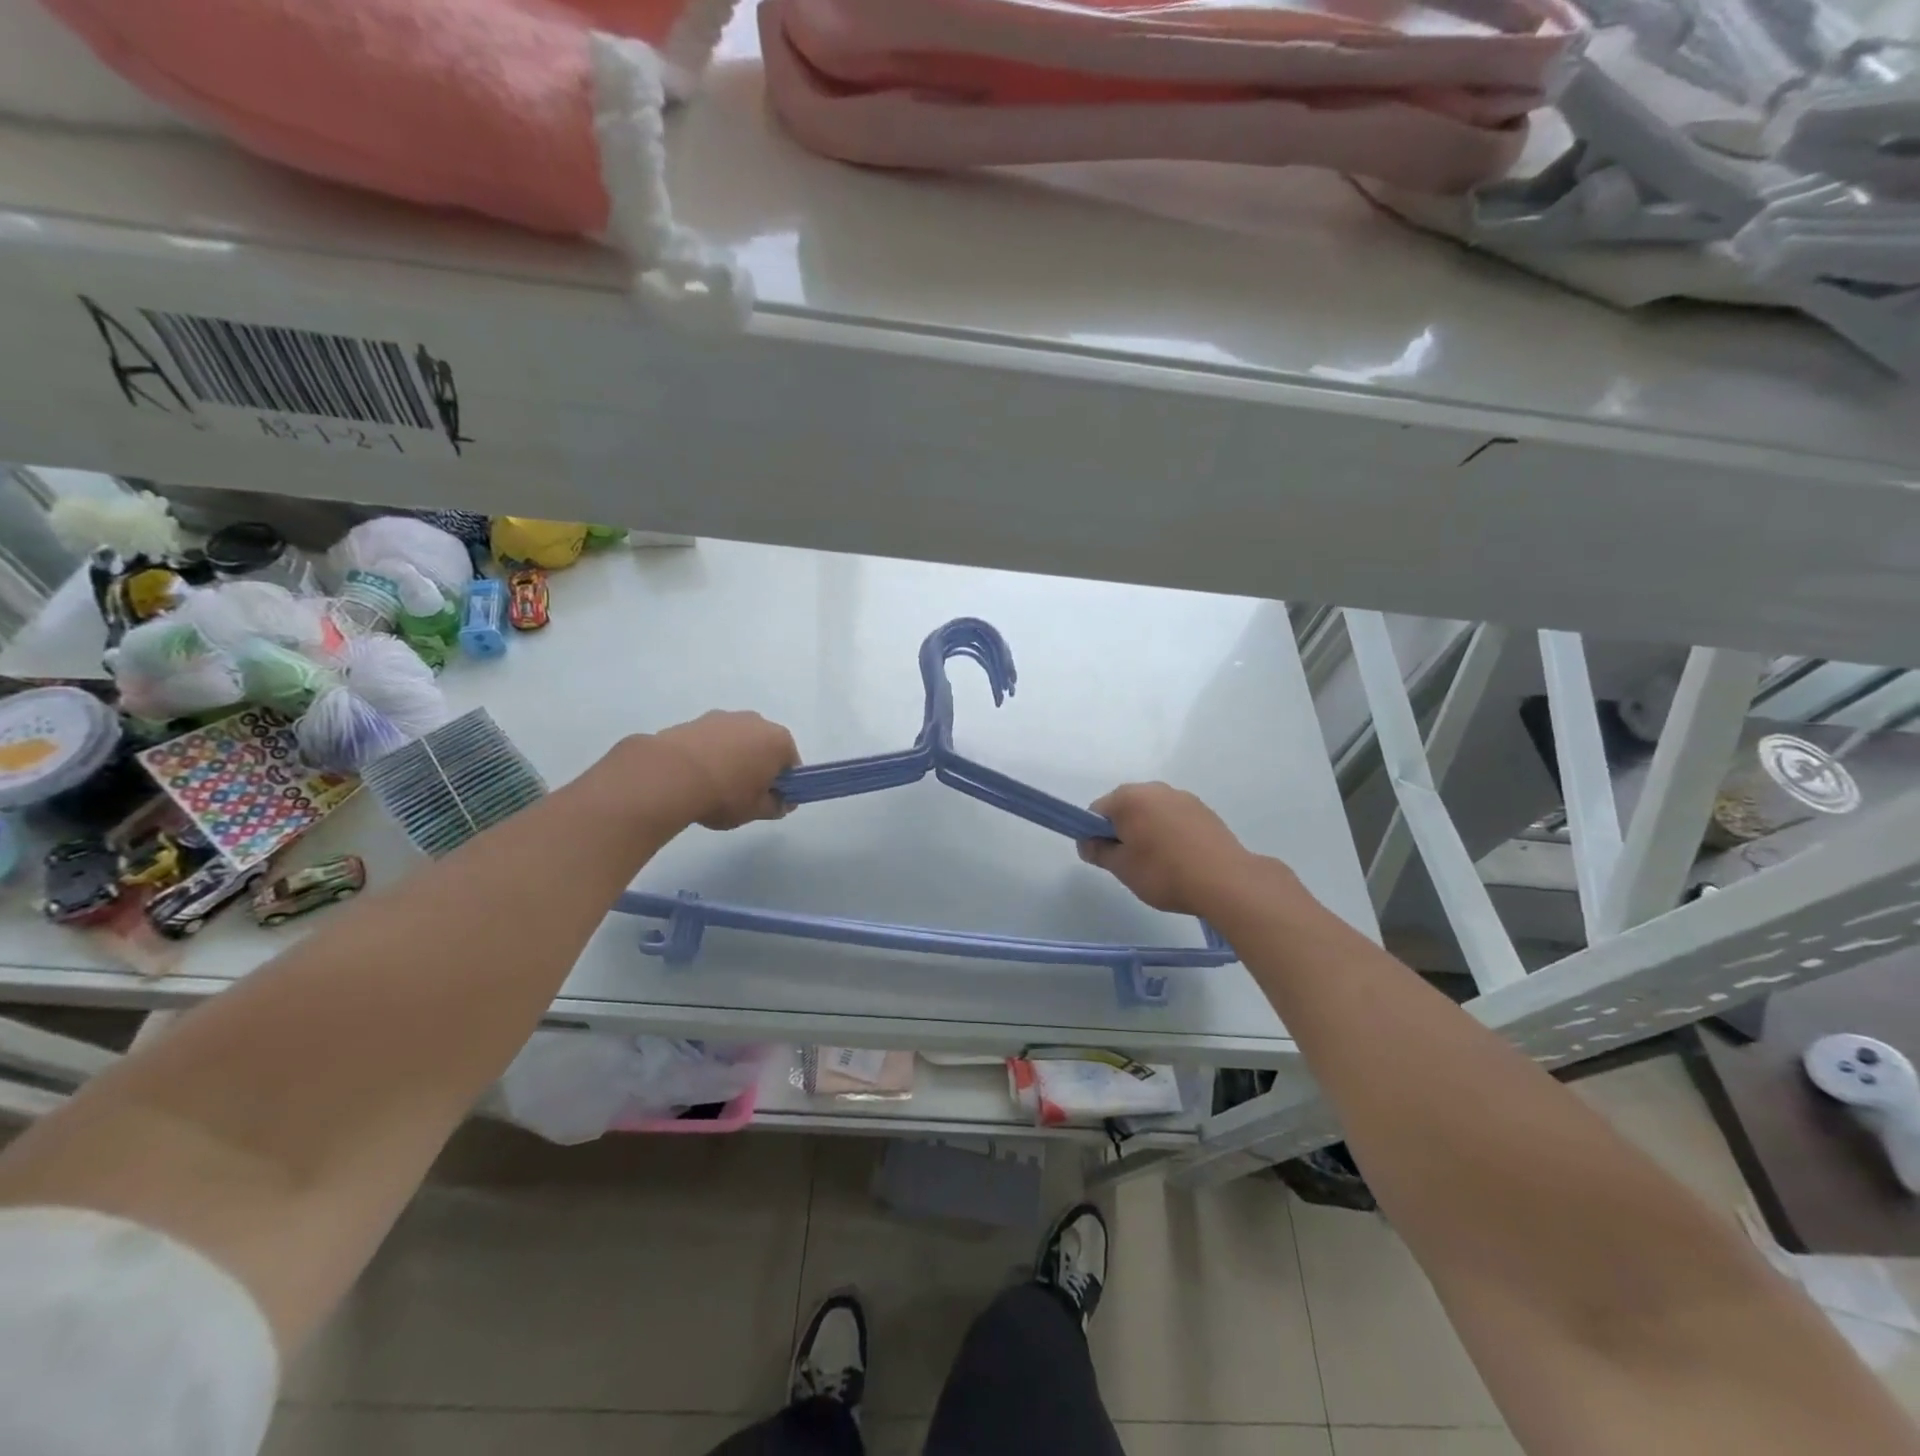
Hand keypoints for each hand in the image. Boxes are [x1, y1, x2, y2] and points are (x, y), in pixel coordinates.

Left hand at [647, 711, 800, 829]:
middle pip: (764, 746)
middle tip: (744, 793)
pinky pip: (711, 740)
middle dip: (758, 766)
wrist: (670, 776)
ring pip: (737, 740)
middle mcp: (756, 721)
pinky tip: (695, 776)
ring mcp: (724, 717)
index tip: (771, 800)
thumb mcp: (755, 810)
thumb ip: (775, 806)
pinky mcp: (695, 720)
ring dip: (732, 757)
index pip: (791, 763)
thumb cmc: (724, 794)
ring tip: (714, 785)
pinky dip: (709, 753)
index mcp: (778, 741)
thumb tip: (781, 802)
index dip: (783, 784)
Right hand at [1078, 782, 1271, 917]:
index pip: (1096, 811)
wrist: (1226, 881)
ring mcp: (1182, 797)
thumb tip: (1086, 842)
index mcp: (1129, 798)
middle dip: (1122, 830)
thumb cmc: (1164, 873)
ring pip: (1151, 811)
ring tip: (1159, 863)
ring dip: (1147, 830)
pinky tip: (1180, 857)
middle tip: (1130, 862)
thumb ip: (1098, 851)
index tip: (1105, 857)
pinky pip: (1174, 817)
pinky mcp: (1204, 810)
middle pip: (1125, 807)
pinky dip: (1170, 832)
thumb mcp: (1122, 868)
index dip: (1094, 834)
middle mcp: (1155, 789)